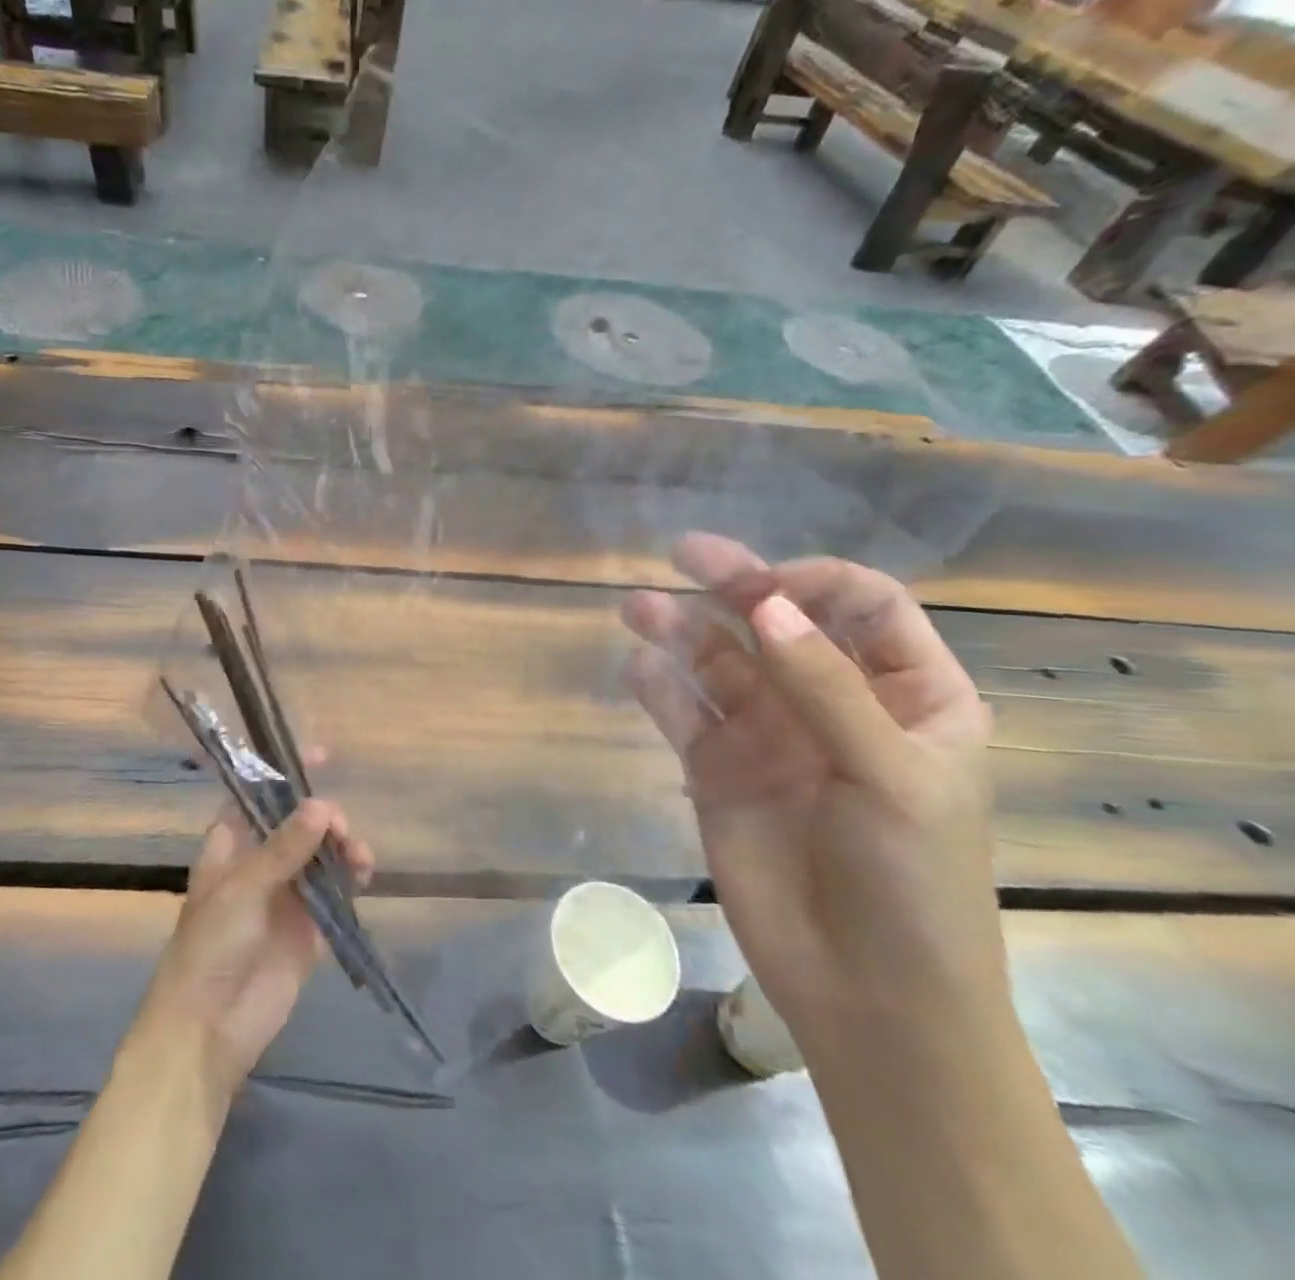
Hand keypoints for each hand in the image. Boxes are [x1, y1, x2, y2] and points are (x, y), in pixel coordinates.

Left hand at [128, 799, 373, 1105]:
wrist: (208, 1031)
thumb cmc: (210, 947)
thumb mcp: (242, 889)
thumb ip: (284, 848)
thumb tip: (322, 804)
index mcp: (230, 847)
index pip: (257, 797)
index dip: (282, 774)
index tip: (317, 755)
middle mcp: (260, 864)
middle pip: (298, 823)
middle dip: (322, 815)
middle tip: (338, 826)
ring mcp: (286, 896)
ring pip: (321, 854)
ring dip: (342, 845)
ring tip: (358, 853)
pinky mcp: (309, 927)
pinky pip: (336, 891)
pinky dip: (352, 877)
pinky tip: (364, 873)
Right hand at [621, 533, 1001, 1054]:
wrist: (866, 995)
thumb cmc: (912, 882)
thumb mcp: (891, 776)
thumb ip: (825, 686)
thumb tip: (762, 605)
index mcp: (908, 696)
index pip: (862, 606)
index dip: (814, 583)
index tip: (765, 587)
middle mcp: (832, 702)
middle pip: (779, 622)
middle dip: (735, 584)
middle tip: (683, 554)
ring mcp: (769, 736)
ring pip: (719, 662)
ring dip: (681, 629)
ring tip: (637, 608)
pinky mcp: (717, 770)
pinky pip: (684, 713)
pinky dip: (661, 687)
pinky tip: (640, 668)